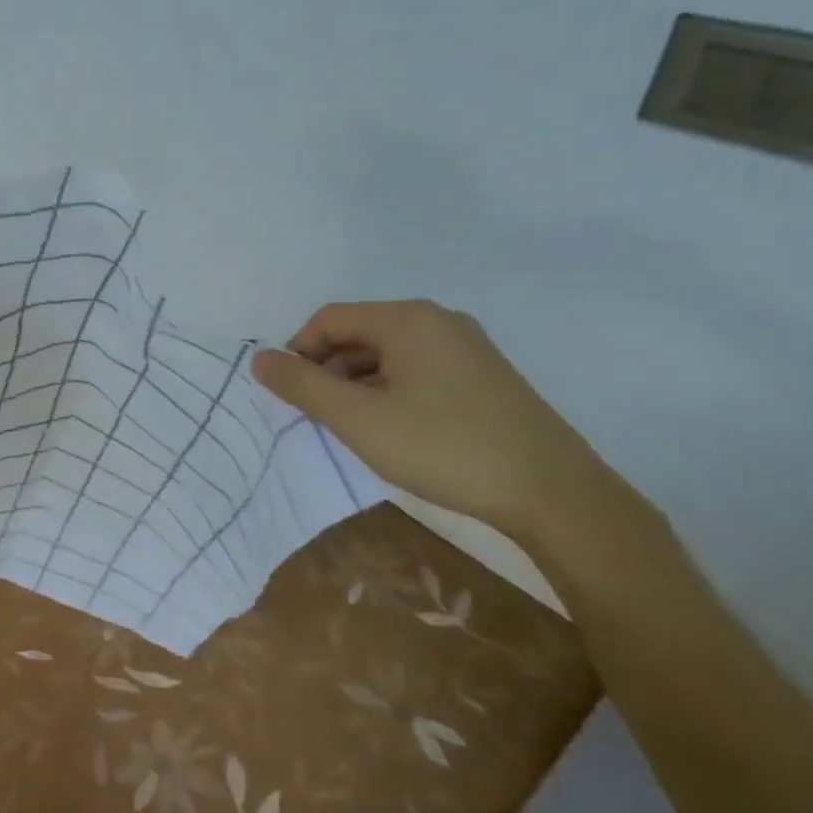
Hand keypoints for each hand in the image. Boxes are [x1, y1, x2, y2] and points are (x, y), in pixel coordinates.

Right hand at [250, 299, 629, 539]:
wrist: (554, 493)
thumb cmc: (444, 447)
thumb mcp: (359, 419)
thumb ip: (302, 386)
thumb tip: (259, 359)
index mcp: (407, 319)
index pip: (329, 319)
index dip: (299, 352)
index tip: (291, 395)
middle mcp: (438, 321)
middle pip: (359, 333)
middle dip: (328, 370)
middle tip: (319, 417)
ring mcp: (467, 348)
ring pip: (388, 355)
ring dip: (358, 384)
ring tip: (354, 428)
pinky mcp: (484, 377)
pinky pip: (417, 370)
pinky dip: (391, 392)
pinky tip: (394, 431)